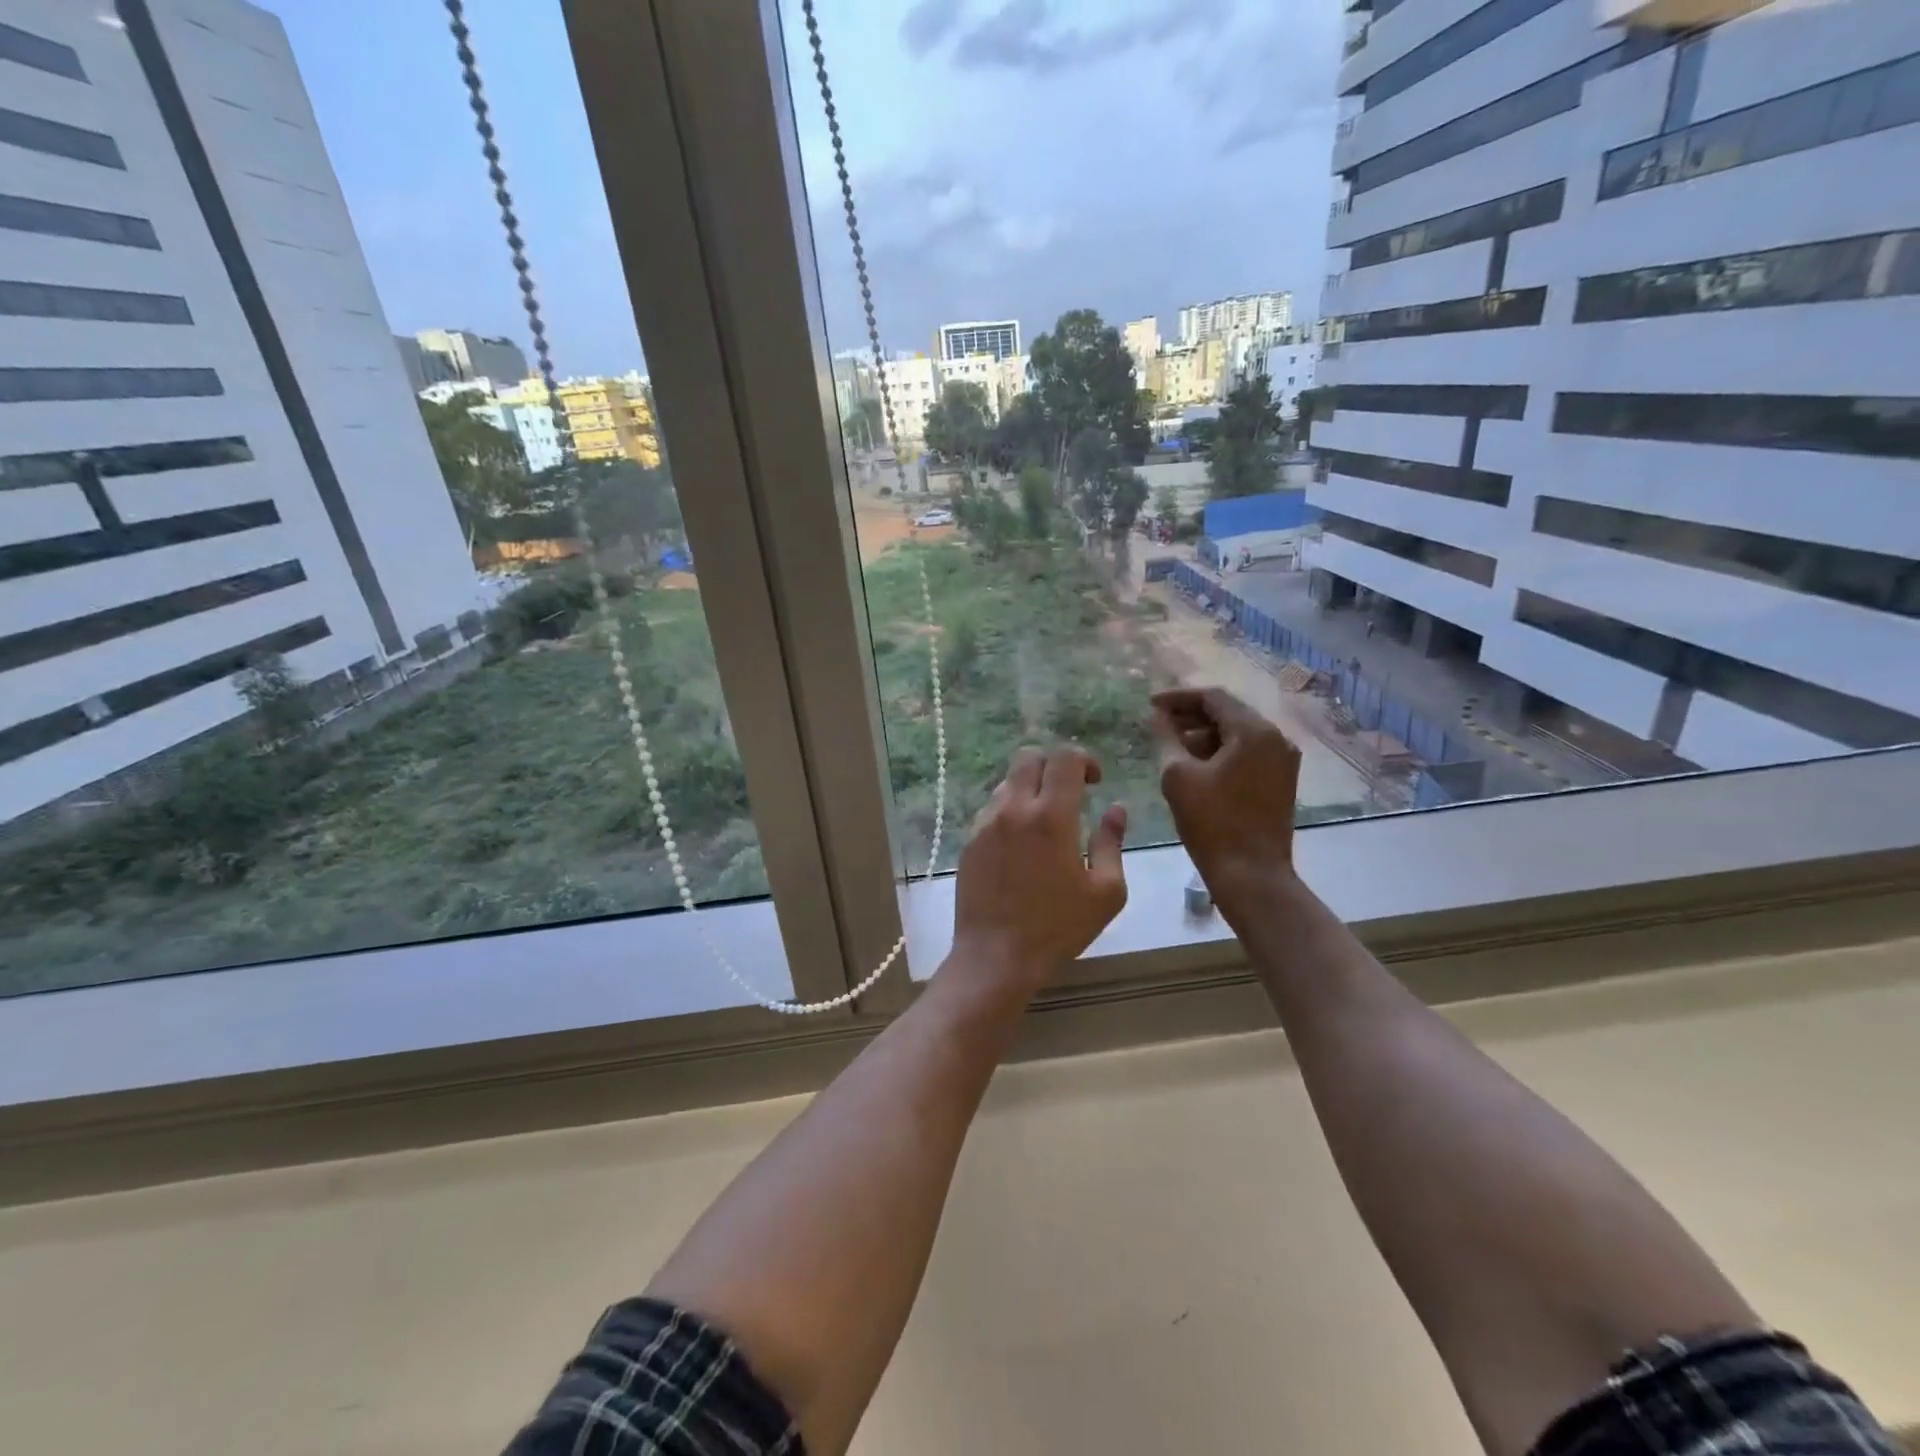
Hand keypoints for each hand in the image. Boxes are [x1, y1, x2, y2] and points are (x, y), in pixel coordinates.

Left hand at [947, 745, 1128, 993]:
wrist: (995, 956)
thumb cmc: (1058, 928)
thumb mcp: (1105, 892)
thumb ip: (1112, 843)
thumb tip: (1116, 809)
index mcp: (1051, 816)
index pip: (1064, 757)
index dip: (1084, 759)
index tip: (1095, 782)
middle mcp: (1014, 809)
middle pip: (1029, 756)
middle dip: (1054, 764)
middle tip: (1071, 791)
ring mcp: (986, 823)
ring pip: (1008, 781)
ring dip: (1031, 787)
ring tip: (1046, 820)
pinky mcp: (969, 840)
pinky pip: (992, 808)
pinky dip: (1011, 809)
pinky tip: (1022, 843)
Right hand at [1150, 687, 1301, 915]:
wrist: (1251, 874)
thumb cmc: (1212, 822)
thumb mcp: (1178, 776)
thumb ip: (1167, 738)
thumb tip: (1158, 716)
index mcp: (1254, 731)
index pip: (1213, 697)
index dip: (1178, 698)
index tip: (1150, 705)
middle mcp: (1276, 738)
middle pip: (1229, 712)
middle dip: (1191, 715)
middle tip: (1159, 724)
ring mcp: (1283, 760)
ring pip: (1238, 733)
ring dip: (1205, 734)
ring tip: (1173, 746)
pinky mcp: (1281, 780)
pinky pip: (1248, 752)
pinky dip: (1222, 751)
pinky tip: (1197, 765)